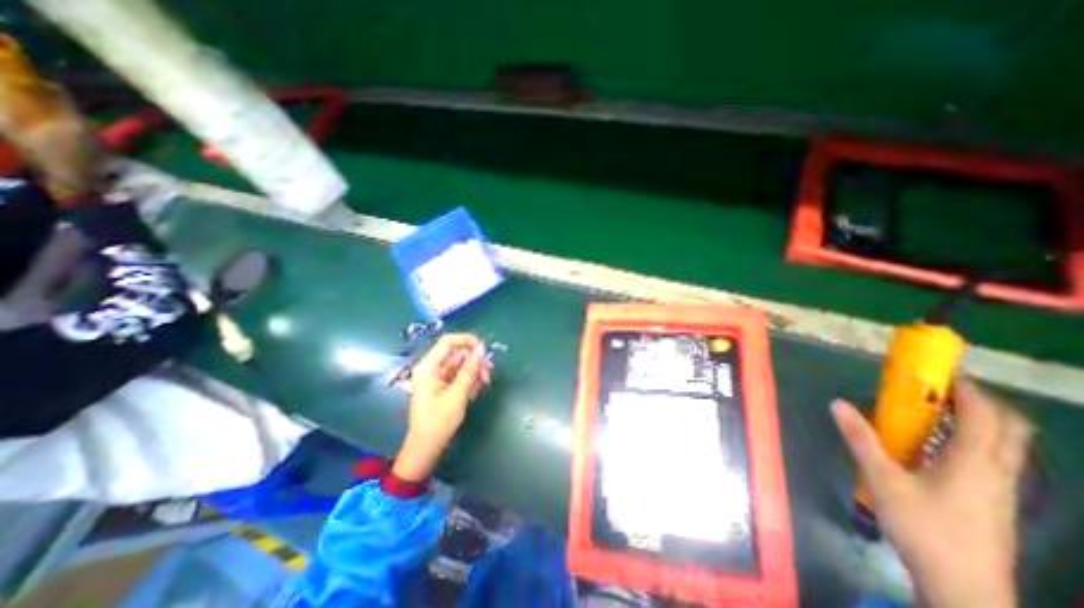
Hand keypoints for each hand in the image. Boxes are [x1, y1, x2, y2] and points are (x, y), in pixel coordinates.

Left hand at [391, 336, 492, 482]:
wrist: (426, 448)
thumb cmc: (439, 421)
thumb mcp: (457, 394)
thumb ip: (470, 369)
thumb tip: (482, 348)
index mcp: (428, 367)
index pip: (448, 341)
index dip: (467, 340)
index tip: (484, 348)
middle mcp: (431, 368)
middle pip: (457, 353)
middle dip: (474, 361)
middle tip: (487, 374)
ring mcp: (437, 377)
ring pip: (461, 364)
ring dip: (474, 372)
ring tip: (484, 384)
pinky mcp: (442, 385)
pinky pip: (459, 375)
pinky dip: (470, 380)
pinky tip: (476, 391)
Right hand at [836, 377, 1030, 604]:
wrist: (964, 587)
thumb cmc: (923, 527)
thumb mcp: (882, 479)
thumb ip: (861, 438)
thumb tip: (837, 403)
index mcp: (974, 462)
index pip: (986, 416)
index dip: (968, 389)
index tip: (939, 372)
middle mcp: (998, 471)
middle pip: (1010, 428)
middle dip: (981, 402)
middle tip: (940, 389)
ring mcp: (1001, 489)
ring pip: (1006, 445)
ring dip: (980, 420)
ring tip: (938, 411)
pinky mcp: (995, 501)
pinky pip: (994, 459)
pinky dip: (975, 440)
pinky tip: (940, 446)